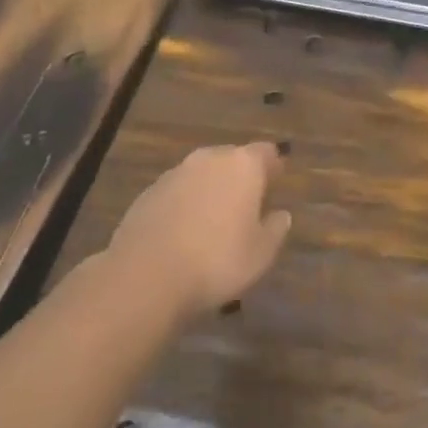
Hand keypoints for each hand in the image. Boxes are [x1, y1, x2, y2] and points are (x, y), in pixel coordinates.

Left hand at [103, 142, 292, 319]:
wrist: (145, 275)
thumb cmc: (216, 261)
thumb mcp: (260, 254)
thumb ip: (275, 229)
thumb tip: (282, 215)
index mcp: (244, 165)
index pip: (266, 152)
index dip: (273, 166)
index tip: (277, 180)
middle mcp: (210, 158)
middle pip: (232, 159)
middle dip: (240, 176)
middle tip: (246, 204)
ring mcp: (176, 172)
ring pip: (202, 174)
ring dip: (210, 189)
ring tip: (213, 221)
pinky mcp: (149, 192)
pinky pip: (177, 192)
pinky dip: (184, 204)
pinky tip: (183, 233)